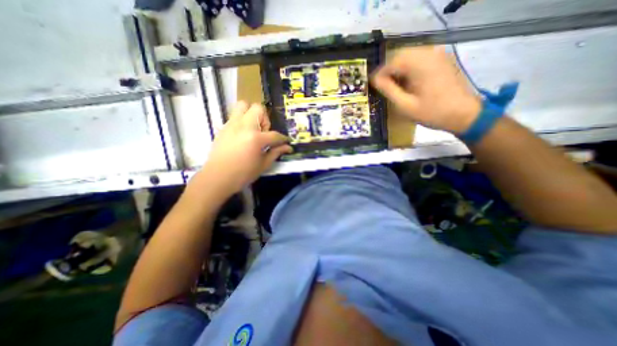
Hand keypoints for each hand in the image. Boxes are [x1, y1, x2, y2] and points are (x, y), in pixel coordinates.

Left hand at [200, 101, 291, 195]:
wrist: (217, 177)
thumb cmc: (243, 174)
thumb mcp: (263, 165)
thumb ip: (276, 152)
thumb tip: (288, 147)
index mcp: (256, 138)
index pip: (275, 134)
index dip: (283, 138)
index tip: (286, 142)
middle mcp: (244, 126)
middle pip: (258, 108)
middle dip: (265, 119)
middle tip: (264, 133)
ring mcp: (232, 125)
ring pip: (243, 105)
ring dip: (252, 114)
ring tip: (253, 129)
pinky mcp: (223, 127)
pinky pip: (235, 115)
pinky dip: (242, 120)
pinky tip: (242, 135)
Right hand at [370, 46, 481, 132]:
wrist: (464, 114)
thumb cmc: (432, 113)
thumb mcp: (405, 105)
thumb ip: (388, 90)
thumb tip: (374, 80)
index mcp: (419, 64)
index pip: (391, 62)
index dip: (379, 74)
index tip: (372, 87)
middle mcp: (429, 52)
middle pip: (400, 55)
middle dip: (387, 71)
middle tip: (381, 87)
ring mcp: (437, 54)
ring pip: (408, 56)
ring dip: (397, 69)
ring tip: (392, 86)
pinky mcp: (441, 59)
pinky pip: (418, 58)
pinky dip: (408, 68)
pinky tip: (406, 82)